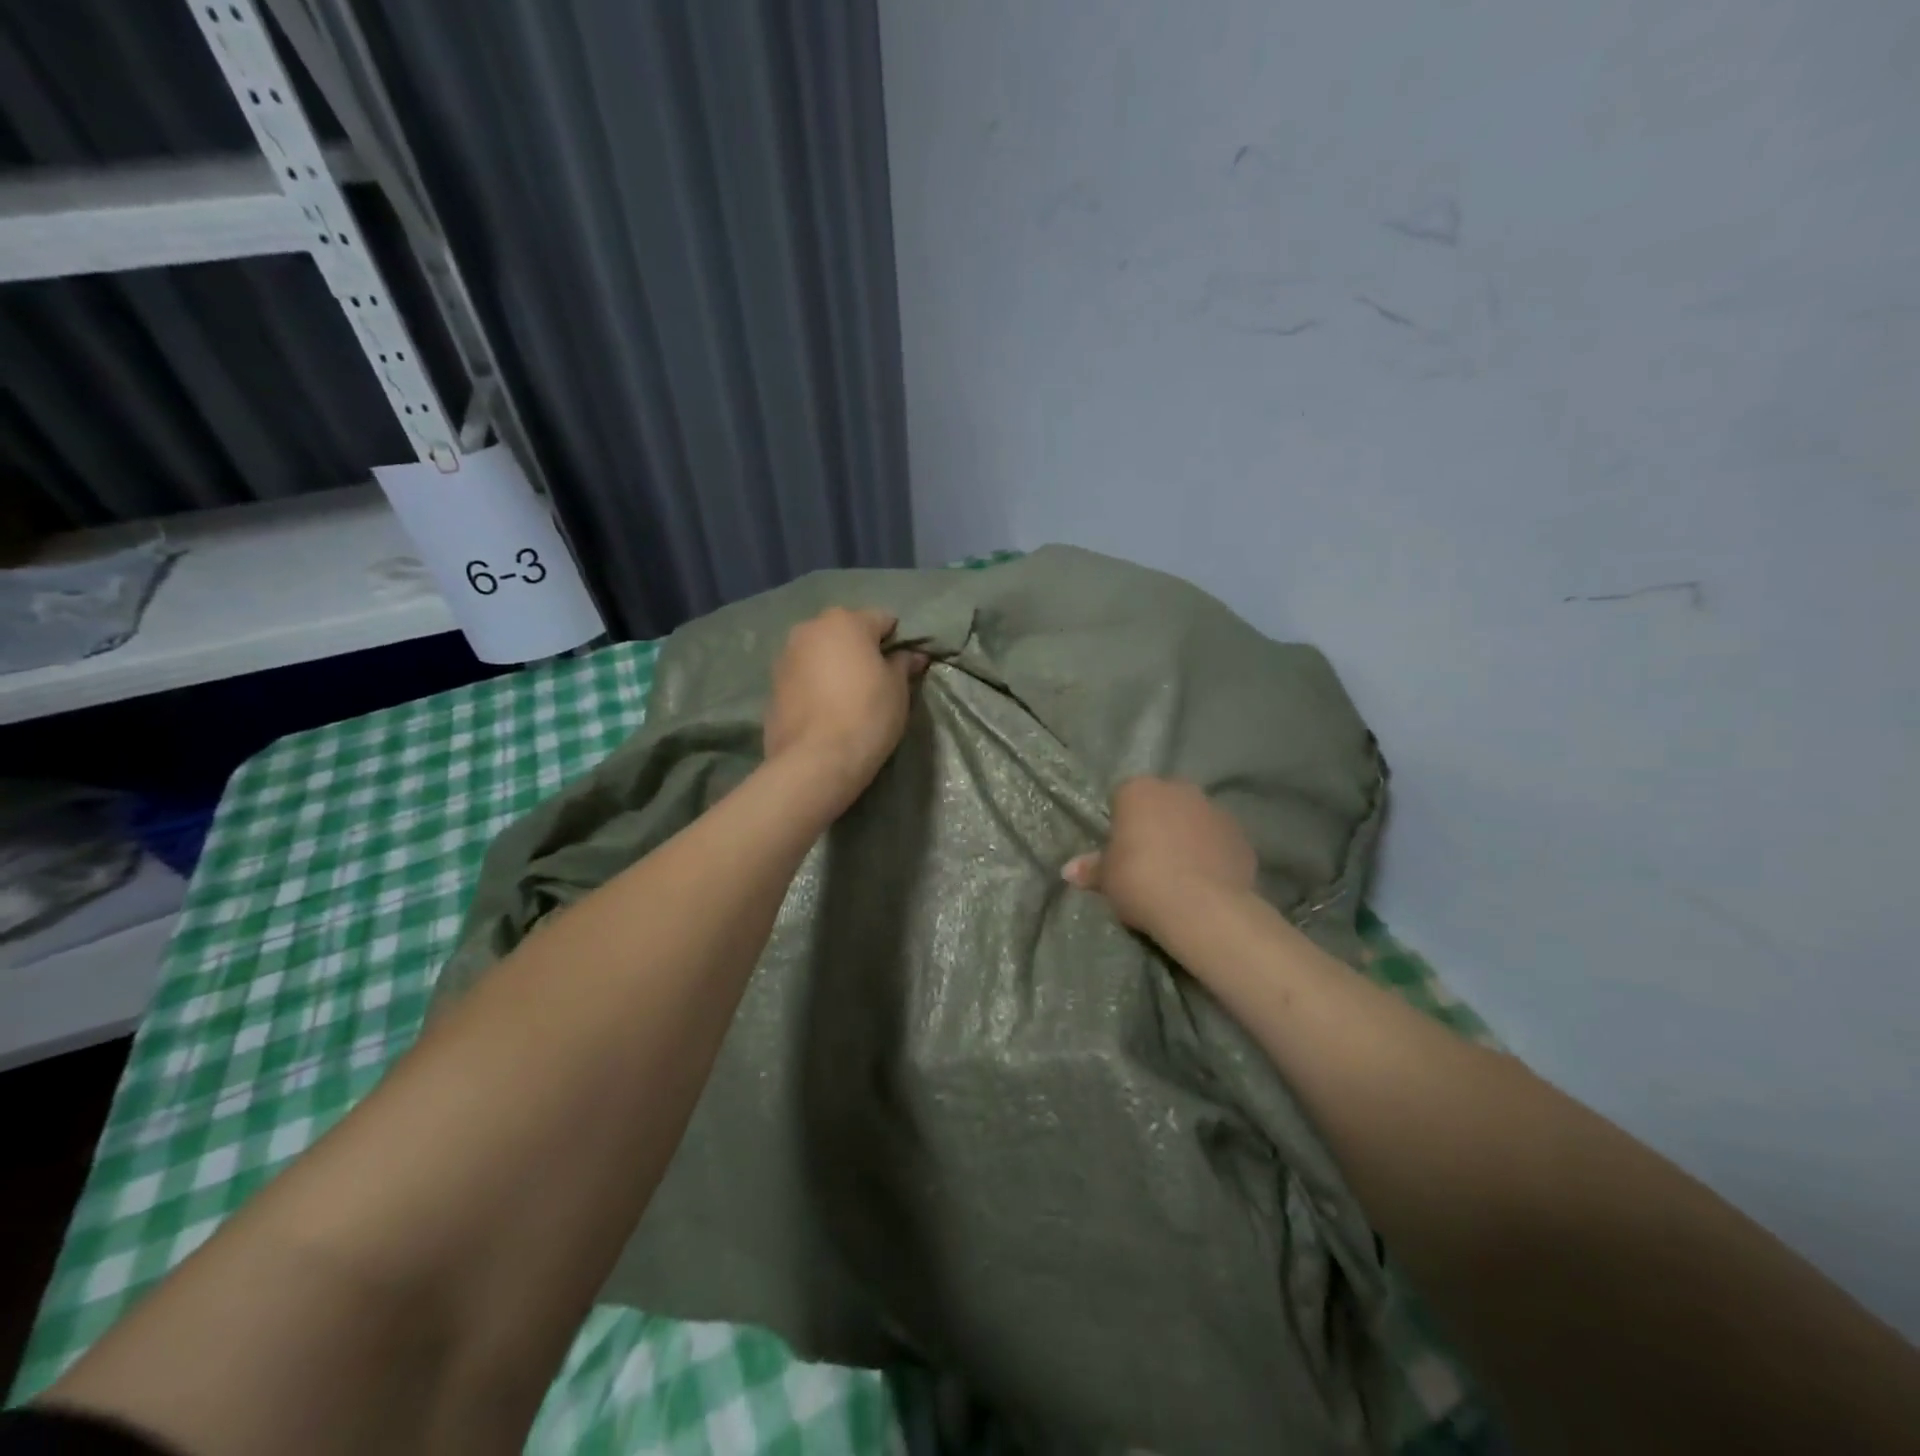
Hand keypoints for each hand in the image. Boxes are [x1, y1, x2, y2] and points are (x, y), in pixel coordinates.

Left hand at [764, 608, 924, 812]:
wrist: (815, 760)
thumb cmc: (867, 714)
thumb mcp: (898, 689)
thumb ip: (903, 664)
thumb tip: (912, 655)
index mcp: (845, 621)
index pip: (883, 619)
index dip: (897, 641)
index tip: (904, 666)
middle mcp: (810, 628)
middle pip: (845, 631)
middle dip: (861, 649)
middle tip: (876, 680)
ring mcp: (786, 655)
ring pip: (820, 652)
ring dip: (835, 665)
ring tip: (848, 697)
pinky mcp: (772, 684)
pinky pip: (804, 675)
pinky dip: (816, 684)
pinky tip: (826, 710)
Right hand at [1063, 777, 1257, 941]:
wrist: (1202, 907)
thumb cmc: (1141, 881)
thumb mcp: (1107, 879)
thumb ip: (1091, 869)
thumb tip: (1068, 870)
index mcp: (1139, 790)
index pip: (1123, 798)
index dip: (1121, 823)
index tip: (1121, 850)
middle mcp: (1178, 789)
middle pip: (1162, 802)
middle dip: (1156, 823)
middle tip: (1148, 859)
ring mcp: (1214, 809)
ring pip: (1193, 819)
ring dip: (1187, 836)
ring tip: (1180, 873)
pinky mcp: (1241, 835)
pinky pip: (1218, 841)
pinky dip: (1212, 854)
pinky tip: (1206, 881)